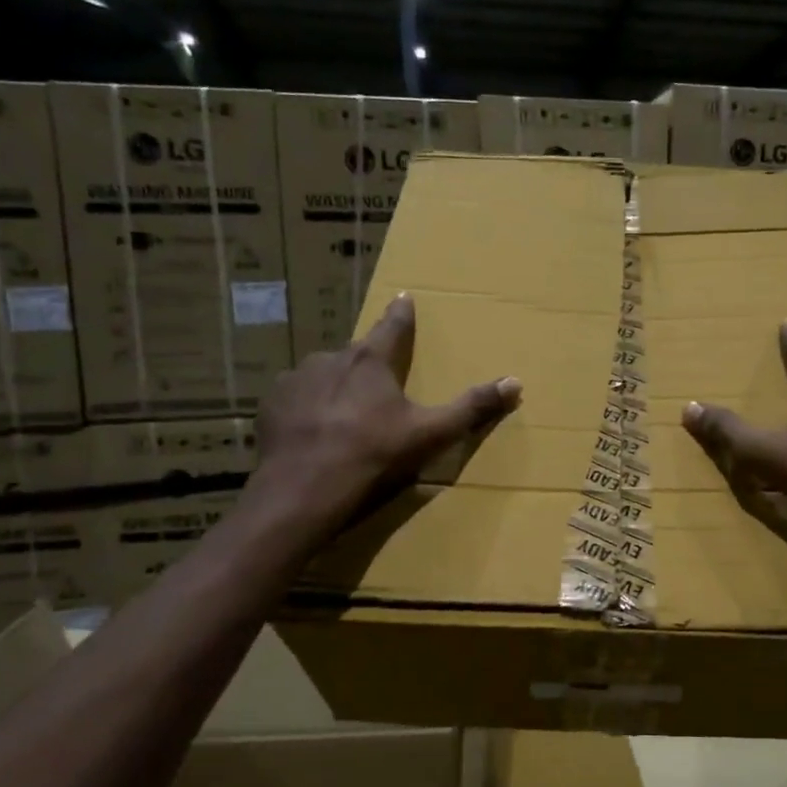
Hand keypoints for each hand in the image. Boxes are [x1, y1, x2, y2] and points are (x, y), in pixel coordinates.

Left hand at [247, 293, 520, 549]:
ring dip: (335, 386)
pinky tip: (312, 432)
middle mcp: (332, 359)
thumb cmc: (374, 455)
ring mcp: (296, 379)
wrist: (304, 489)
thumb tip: (515, 383)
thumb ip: (471, 407)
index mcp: (372, 361)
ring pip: (323, 374)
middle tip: (377, 387)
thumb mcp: (431, 434)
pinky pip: (295, 397)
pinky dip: (307, 407)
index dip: (402, 314)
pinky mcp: (271, 404)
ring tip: (342, 416)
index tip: (404, 297)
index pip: (393, 326)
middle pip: (357, 354)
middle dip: (368, 364)